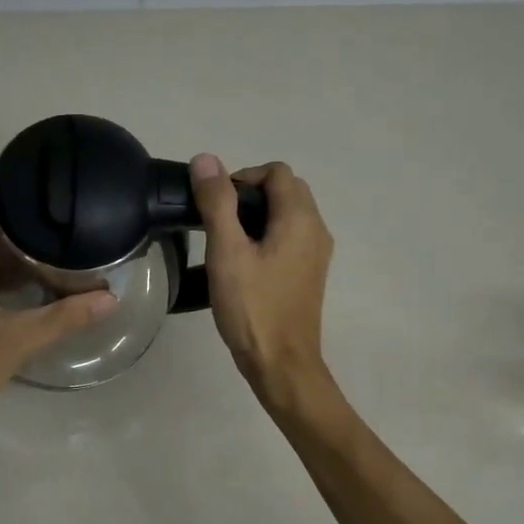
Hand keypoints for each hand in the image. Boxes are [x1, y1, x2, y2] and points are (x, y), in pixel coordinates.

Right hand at [189, 155, 334, 407]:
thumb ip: (217, 203)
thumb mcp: (226, 252)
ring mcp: (316, 253)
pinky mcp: (309, 273)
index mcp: (300, 218)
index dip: (242, 177)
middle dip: (250, 194)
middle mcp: (316, 229)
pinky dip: (267, 234)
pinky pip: (290, 237)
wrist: (281, 363)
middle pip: (286, 190)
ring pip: (289, 214)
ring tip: (225, 240)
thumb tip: (206, 160)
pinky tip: (243, 262)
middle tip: (217, 219)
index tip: (214, 204)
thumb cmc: (252, 307)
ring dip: (257, 214)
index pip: (276, 173)